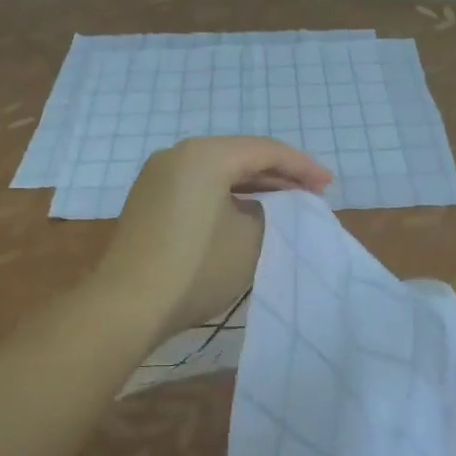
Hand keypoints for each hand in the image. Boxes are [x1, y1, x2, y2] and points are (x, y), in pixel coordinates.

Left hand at [90, 137, 332, 340]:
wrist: (127, 304)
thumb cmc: (197, 267)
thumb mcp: (251, 238)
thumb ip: (269, 210)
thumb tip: (260, 205)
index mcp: (204, 154)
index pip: (264, 150)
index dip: (301, 166)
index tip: (327, 186)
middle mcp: (177, 154)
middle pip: (239, 155)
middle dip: (277, 173)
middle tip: (311, 192)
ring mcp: (157, 175)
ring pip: (217, 170)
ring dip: (251, 184)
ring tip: (284, 201)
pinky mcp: (148, 198)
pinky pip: (197, 184)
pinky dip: (224, 194)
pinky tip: (245, 210)